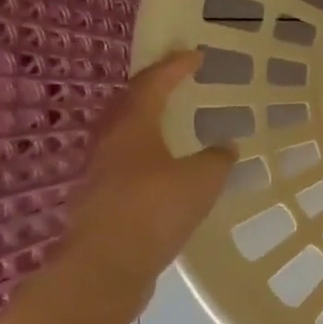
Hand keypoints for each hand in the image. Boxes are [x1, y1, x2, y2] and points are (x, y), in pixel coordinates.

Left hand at [61, 49, 234, 297]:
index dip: (175, 67)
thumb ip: (217, 159)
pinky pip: (122, 164)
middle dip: (150, 89)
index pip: (153, 84)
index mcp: (132, 127)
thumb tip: (225, 147)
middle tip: (172, 82)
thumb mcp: (202, 179)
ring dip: (143, 123)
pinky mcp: (98, 202)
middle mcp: (109, 143)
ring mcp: (98, 174)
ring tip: (166, 124)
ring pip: (121, 135)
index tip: (195, 54)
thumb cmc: (154, 210)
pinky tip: (160, 171)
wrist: (105, 269)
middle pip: (126, 104)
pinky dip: (142, 156)